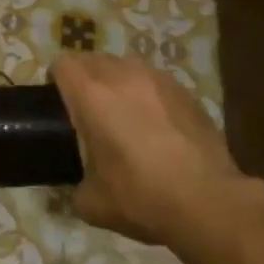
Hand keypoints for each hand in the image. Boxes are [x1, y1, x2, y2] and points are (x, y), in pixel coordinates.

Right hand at [52, 54, 254, 248]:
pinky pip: (155, 81)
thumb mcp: (92, 203)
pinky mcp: (185, 92)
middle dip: (85, 79)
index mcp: (92, 96)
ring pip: (126, 65)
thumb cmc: (141, 197)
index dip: (55, 80)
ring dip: (117, 82)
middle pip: (92, 60)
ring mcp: (158, 80)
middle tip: (88, 111)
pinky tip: (157, 125)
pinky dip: (148, 94)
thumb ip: (75, 187)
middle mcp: (122, 77)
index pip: (62, 65)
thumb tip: (78, 188)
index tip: (58, 104)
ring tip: (124, 113)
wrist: (208, 202)